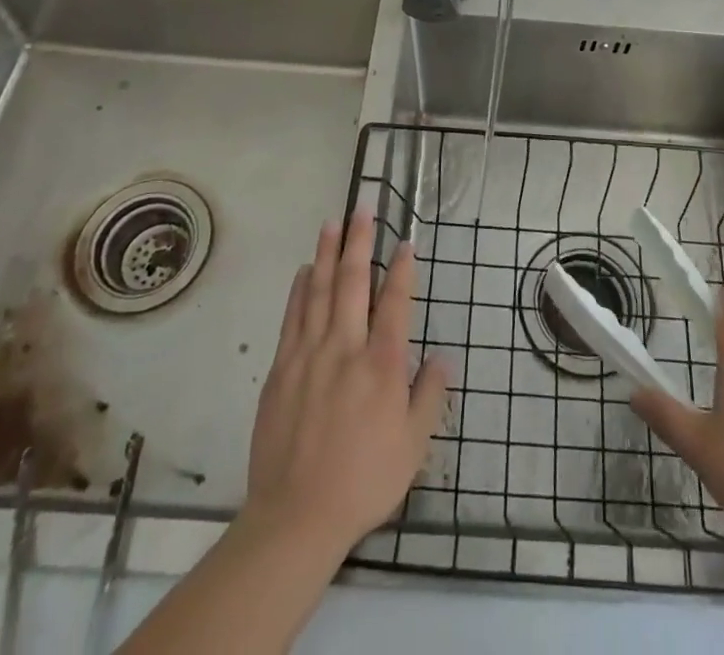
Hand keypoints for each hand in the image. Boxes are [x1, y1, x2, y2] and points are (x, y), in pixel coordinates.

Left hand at [243, 209, 450, 559]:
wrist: (296, 516)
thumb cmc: (364, 480)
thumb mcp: (413, 447)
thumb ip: (429, 397)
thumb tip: (442, 358)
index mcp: (382, 364)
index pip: (395, 302)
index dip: (402, 269)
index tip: (406, 243)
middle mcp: (346, 347)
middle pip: (353, 282)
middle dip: (360, 241)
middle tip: (363, 208)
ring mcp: (309, 354)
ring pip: (319, 290)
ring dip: (327, 253)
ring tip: (332, 222)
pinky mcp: (281, 368)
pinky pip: (293, 316)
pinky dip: (300, 289)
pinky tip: (305, 270)